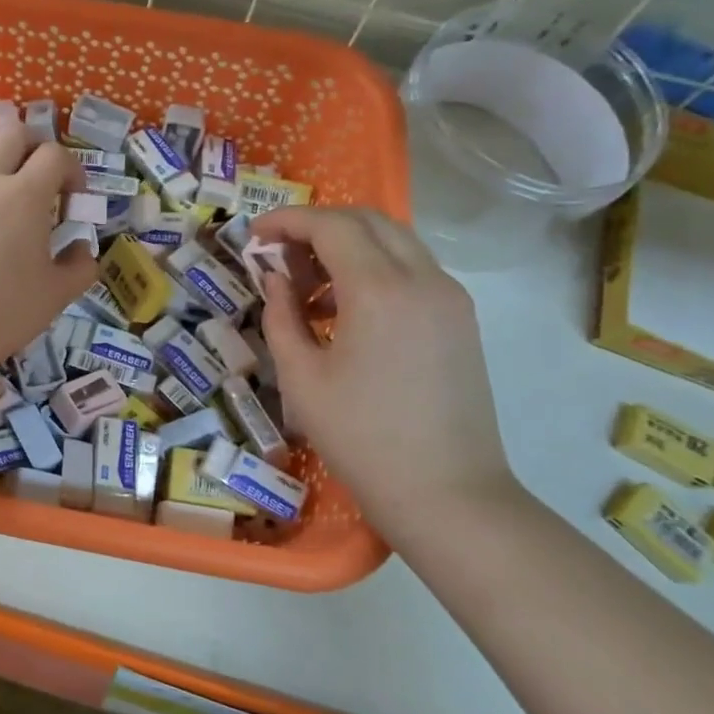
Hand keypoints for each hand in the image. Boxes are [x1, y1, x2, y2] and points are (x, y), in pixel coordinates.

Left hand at [0, 119, 95, 380]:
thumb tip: (81, 249)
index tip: (74, 198)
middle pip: (13, 132)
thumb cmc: (1, 313)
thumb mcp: (56, 295)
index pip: (54, 155)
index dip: (72, 170)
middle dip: (35, 147)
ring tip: (5, 180)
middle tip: (42, 178)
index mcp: (25, 194)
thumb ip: (79, 267)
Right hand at [252, 206, 519, 534]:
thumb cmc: (361, 438)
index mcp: (380, 290)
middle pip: (368, 220)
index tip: (253, 235)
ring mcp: (449, 297)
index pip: (331, 226)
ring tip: (307, 286)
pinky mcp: (460, 319)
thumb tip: (275, 278)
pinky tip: (345, 309)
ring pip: (394, 241)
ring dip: (347, 246)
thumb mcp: (301, 378)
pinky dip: (373, 269)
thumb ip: (281, 316)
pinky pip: (412, 270)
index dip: (286, 221)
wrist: (447, 493)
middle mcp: (423, 278)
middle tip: (278, 255)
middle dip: (317, 226)